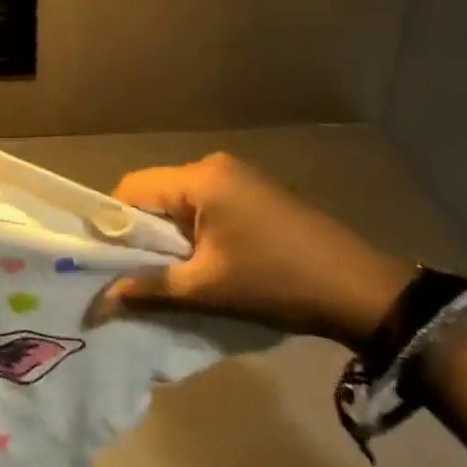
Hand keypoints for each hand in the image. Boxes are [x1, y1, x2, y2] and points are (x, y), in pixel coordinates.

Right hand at [101, 152, 414, 349]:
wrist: (364, 292)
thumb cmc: (277, 283)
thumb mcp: (207, 289)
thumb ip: (149, 288)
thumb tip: (101, 301)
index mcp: (199, 179)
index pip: (131, 189)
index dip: (115, 224)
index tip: (112, 261)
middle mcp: (213, 166)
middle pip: (154, 193)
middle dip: (143, 232)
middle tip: (142, 272)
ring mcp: (238, 176)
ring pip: (179, 201)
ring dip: (170, 234)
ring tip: (176, 272)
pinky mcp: (255, 191)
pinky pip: (205, 204)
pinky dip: (195, 230)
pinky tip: (207, 261)